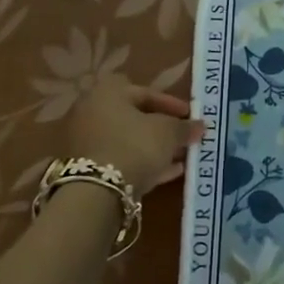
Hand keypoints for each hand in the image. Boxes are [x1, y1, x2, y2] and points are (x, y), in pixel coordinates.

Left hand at [68, 75, 203, 197]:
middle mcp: (90, 110)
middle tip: (183, 138)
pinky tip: (166, 174)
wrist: (95, 191)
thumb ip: (184, 127)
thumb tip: (199, 126)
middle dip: (161, 128)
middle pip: (133, 117)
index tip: (190, 116)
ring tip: (179, 159)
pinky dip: (140, 163)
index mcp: (107, 92)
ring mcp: (84, 140)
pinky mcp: (84, 168)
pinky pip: (118, 159)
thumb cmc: (134, 147)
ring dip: (152, 148)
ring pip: (126, 140)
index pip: (145, 91)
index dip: (171, 104)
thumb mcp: (167, 133)